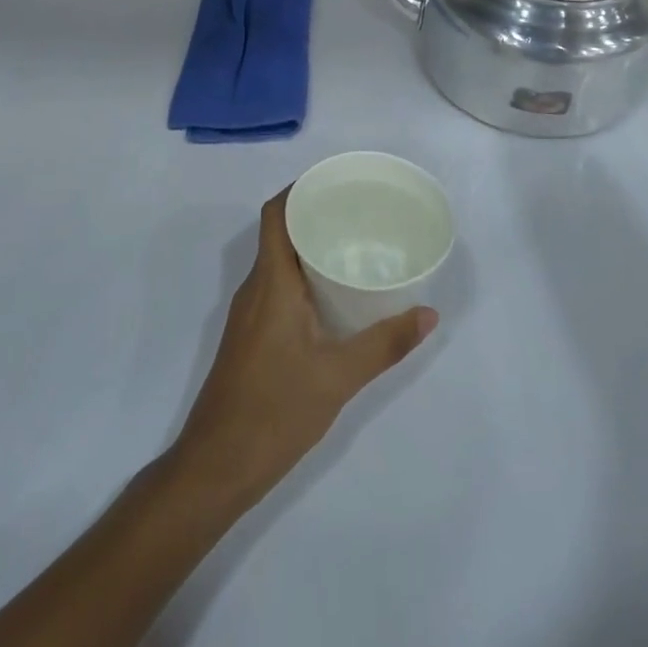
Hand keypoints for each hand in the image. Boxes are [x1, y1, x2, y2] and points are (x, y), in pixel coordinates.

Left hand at [169, 189, 436, 512]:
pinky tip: (332, 297)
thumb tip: (429, 314)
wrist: (217, 464)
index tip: (335, 182)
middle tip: (358, 212)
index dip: (299, 190)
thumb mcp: (338, 377)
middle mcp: (254, 289)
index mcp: (270, 283)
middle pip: (279, 233)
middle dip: (314, 216)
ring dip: (309, 248)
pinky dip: (302, 278)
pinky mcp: (251, 336)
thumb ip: (385, 344)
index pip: (275, 215)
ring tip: (353, 247)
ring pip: (278, 263)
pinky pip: (276, 288)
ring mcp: (249, 314)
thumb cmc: (275, 410)